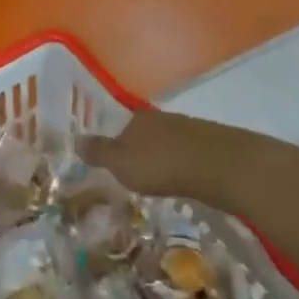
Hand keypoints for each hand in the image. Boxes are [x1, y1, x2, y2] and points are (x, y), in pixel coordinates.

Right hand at [80, 108, 272, 210]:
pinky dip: (185, 165)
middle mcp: (163, 118)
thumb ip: (98, 153)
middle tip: (137, 174)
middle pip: (146, 133)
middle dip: (141, 151)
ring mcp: (191, 129)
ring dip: (165, 158)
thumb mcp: (121, 164)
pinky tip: (186, 180)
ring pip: (170, 143)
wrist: (224, 167)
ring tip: (161, 180)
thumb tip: (75, 140)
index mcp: (137, 118)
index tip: (114, 162)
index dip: (115, 143)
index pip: (119, 126)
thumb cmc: (163, 165)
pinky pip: (191, 154)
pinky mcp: (215, 145)